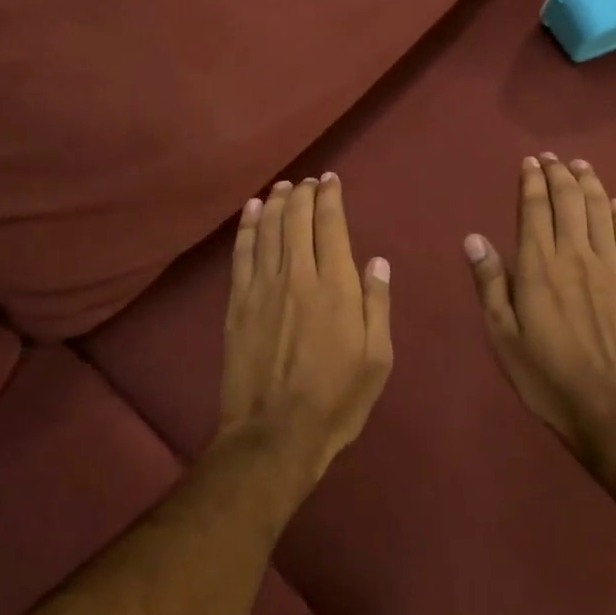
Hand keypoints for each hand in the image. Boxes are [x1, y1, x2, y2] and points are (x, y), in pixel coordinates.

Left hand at [220, 175, 393, 487]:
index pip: (331, 225)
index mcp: (336, 287)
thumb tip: (377, 261)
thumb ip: (377, 305)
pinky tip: (252, 211)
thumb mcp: (377, 359)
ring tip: (283, 186)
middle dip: (303, 193)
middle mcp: (298, 275)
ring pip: (269, 229)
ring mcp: (263, 287)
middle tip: (308, 180)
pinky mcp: (238, 303)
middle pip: (297, 219)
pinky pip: (242, 253)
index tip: (331, 180)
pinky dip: (248, 227)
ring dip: (276, 202)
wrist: (274, 434)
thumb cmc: (336, 400)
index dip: (330, 197)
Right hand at [465, 155, 615, 476]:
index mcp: (539, 267)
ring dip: (590, 184)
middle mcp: (576, 256)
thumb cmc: (548, 377)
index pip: (535, 210)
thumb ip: (490, 284)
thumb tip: (474, 239)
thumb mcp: (504, 337)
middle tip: (552, 158)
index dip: (532, 182)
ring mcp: (611, 267)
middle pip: (570, 201)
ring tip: (581, 166)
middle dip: (559, 174)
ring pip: (601, 211)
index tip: (530, 162)